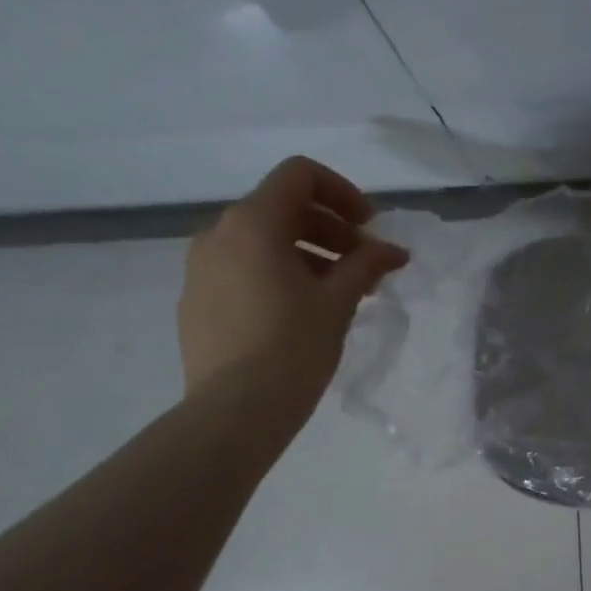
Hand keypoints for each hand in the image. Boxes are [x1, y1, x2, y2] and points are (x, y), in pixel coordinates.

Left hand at [179, 157, 408, 397]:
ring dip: (307, 252)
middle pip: (282, 207)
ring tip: (339, 290)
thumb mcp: (338, 301)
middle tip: (363, 263)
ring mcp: (201, 268)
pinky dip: (277, 274)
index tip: (369, 227)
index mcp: (252, 223)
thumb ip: (367, 264)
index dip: (342, 192)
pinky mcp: (196, 301)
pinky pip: (242, 269)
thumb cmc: (292, 348)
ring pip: (262, 241)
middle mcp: (219, 234)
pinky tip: (302, 311)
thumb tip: (394, 251)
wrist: (233, 414)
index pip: (300, 175)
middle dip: (330, 228)